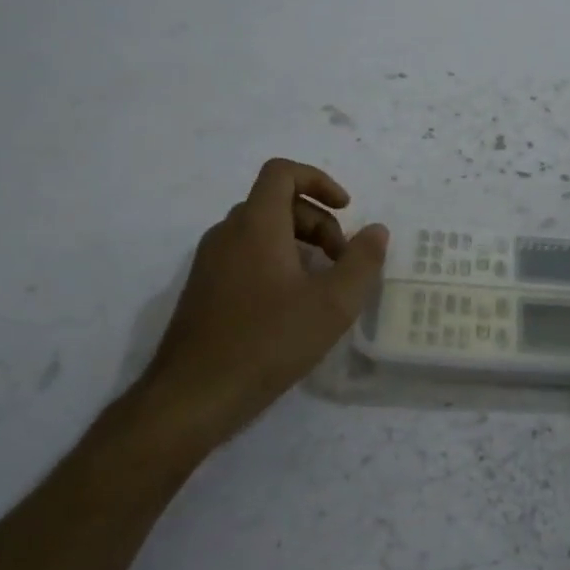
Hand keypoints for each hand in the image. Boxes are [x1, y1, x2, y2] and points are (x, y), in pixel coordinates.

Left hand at [134, 158, 388, 447]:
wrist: (193, 396)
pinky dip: (275, 263)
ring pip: (260, 232)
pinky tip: (291, 307)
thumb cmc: (268, 343)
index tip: (346, 209)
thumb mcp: (331, 305)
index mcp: (255, 225)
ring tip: (321, 286)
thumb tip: (376, 231)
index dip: (319, 180)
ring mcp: (210, 262)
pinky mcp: (203, 290)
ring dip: (298, 244)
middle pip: (276, 203)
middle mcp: (227, 233)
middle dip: (317, 222)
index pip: (282, 172)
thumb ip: (361, 262)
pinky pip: (245, 256)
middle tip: (342, 262)